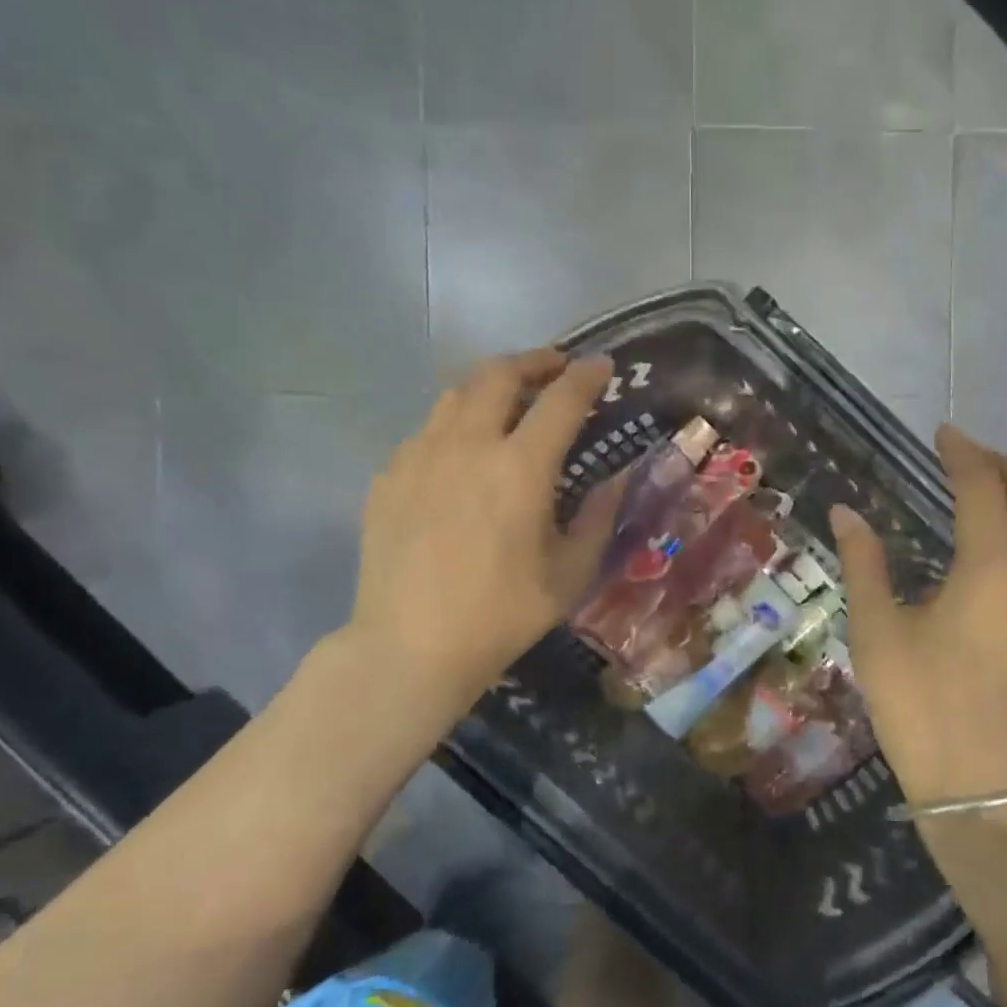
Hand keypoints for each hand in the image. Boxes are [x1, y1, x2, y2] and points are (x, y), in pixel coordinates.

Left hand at [339, 350, 620, 704]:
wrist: (410, 645)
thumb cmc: (502, 614)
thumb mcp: (570, 574)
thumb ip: (599, 518)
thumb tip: (617, 479)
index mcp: (520, 467)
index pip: (561, 400)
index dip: (586, 376)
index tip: (602, 366)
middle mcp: (467, 444)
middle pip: (499, 375)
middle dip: (534, 361)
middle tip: (556, 367)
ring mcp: (419, 455)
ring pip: (456, 393)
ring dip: (491, 383)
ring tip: (510, 396)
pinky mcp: (389, 475)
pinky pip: (427, 429)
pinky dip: (456, 421)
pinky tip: (463, 449)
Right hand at [831, 424, 1006, 808]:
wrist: (987, 792)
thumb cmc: (921, 710)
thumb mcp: (877, 634)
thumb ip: (866, 564)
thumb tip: (847, 512)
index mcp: (992, 570)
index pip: (983, 488)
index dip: (963, 453)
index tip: (944, 434)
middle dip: (1004, 467)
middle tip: (973, 456)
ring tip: (1005, 493)